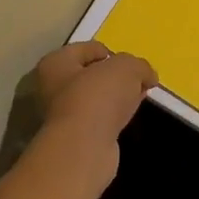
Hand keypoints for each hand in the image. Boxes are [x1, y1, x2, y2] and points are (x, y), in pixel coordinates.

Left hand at [34, 42, 157, 143]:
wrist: (84, 149)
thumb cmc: (97, 97)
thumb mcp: (126, 68)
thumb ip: (139, 66)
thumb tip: (148, 76)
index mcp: (55, 63)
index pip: (87, 49)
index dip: (112, 53)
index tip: (131, 64)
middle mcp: (51, 88)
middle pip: (89, 75)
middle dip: (113, 77)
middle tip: (136, 81)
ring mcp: (61, 116)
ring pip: (94, 99)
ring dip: (114, 99)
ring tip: (136, 99)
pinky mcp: (74, 140)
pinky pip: (98, 120)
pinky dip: (112, 118)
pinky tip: (127, 119)